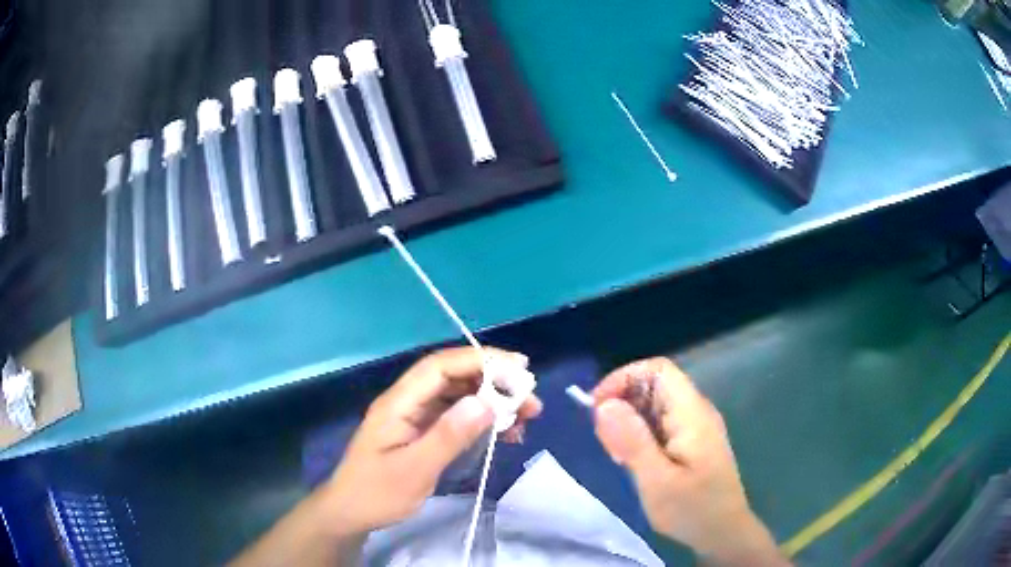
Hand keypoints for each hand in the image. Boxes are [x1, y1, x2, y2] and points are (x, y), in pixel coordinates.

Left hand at [321, 347, 541, 536]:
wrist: (350, 514)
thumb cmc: (377, 494)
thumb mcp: (414, 470)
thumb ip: (448, 436)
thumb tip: (485, 401)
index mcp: (399, 403)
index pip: (440, 367)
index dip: (479, 360)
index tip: (518, 367)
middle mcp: (408, 403)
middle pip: (453, 378)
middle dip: (494, 382)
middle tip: (530, 399)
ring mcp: (415, 418)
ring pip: (459, 398)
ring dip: (492, 402)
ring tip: (525, 418)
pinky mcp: (423, 434)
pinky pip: (457, 418)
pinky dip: (482, 421)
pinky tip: (504, 434)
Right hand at [592, 358, 785, 565]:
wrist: (724, 534)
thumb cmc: (692, 510)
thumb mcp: (657, 481)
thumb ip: (632, 441)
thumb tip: (604, 404)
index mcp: (692, 413)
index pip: (657, 370)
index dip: (624, 378)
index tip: (597, 407)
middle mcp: (696, 411)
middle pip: (655, 385)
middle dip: (623, 402)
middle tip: (606, 441)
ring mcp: (695, 427)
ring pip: (655, 405)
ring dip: (629, 421)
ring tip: (617, 455)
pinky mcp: (691, 442)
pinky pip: (660, 423)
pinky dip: (640, 434)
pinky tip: (632, 461)